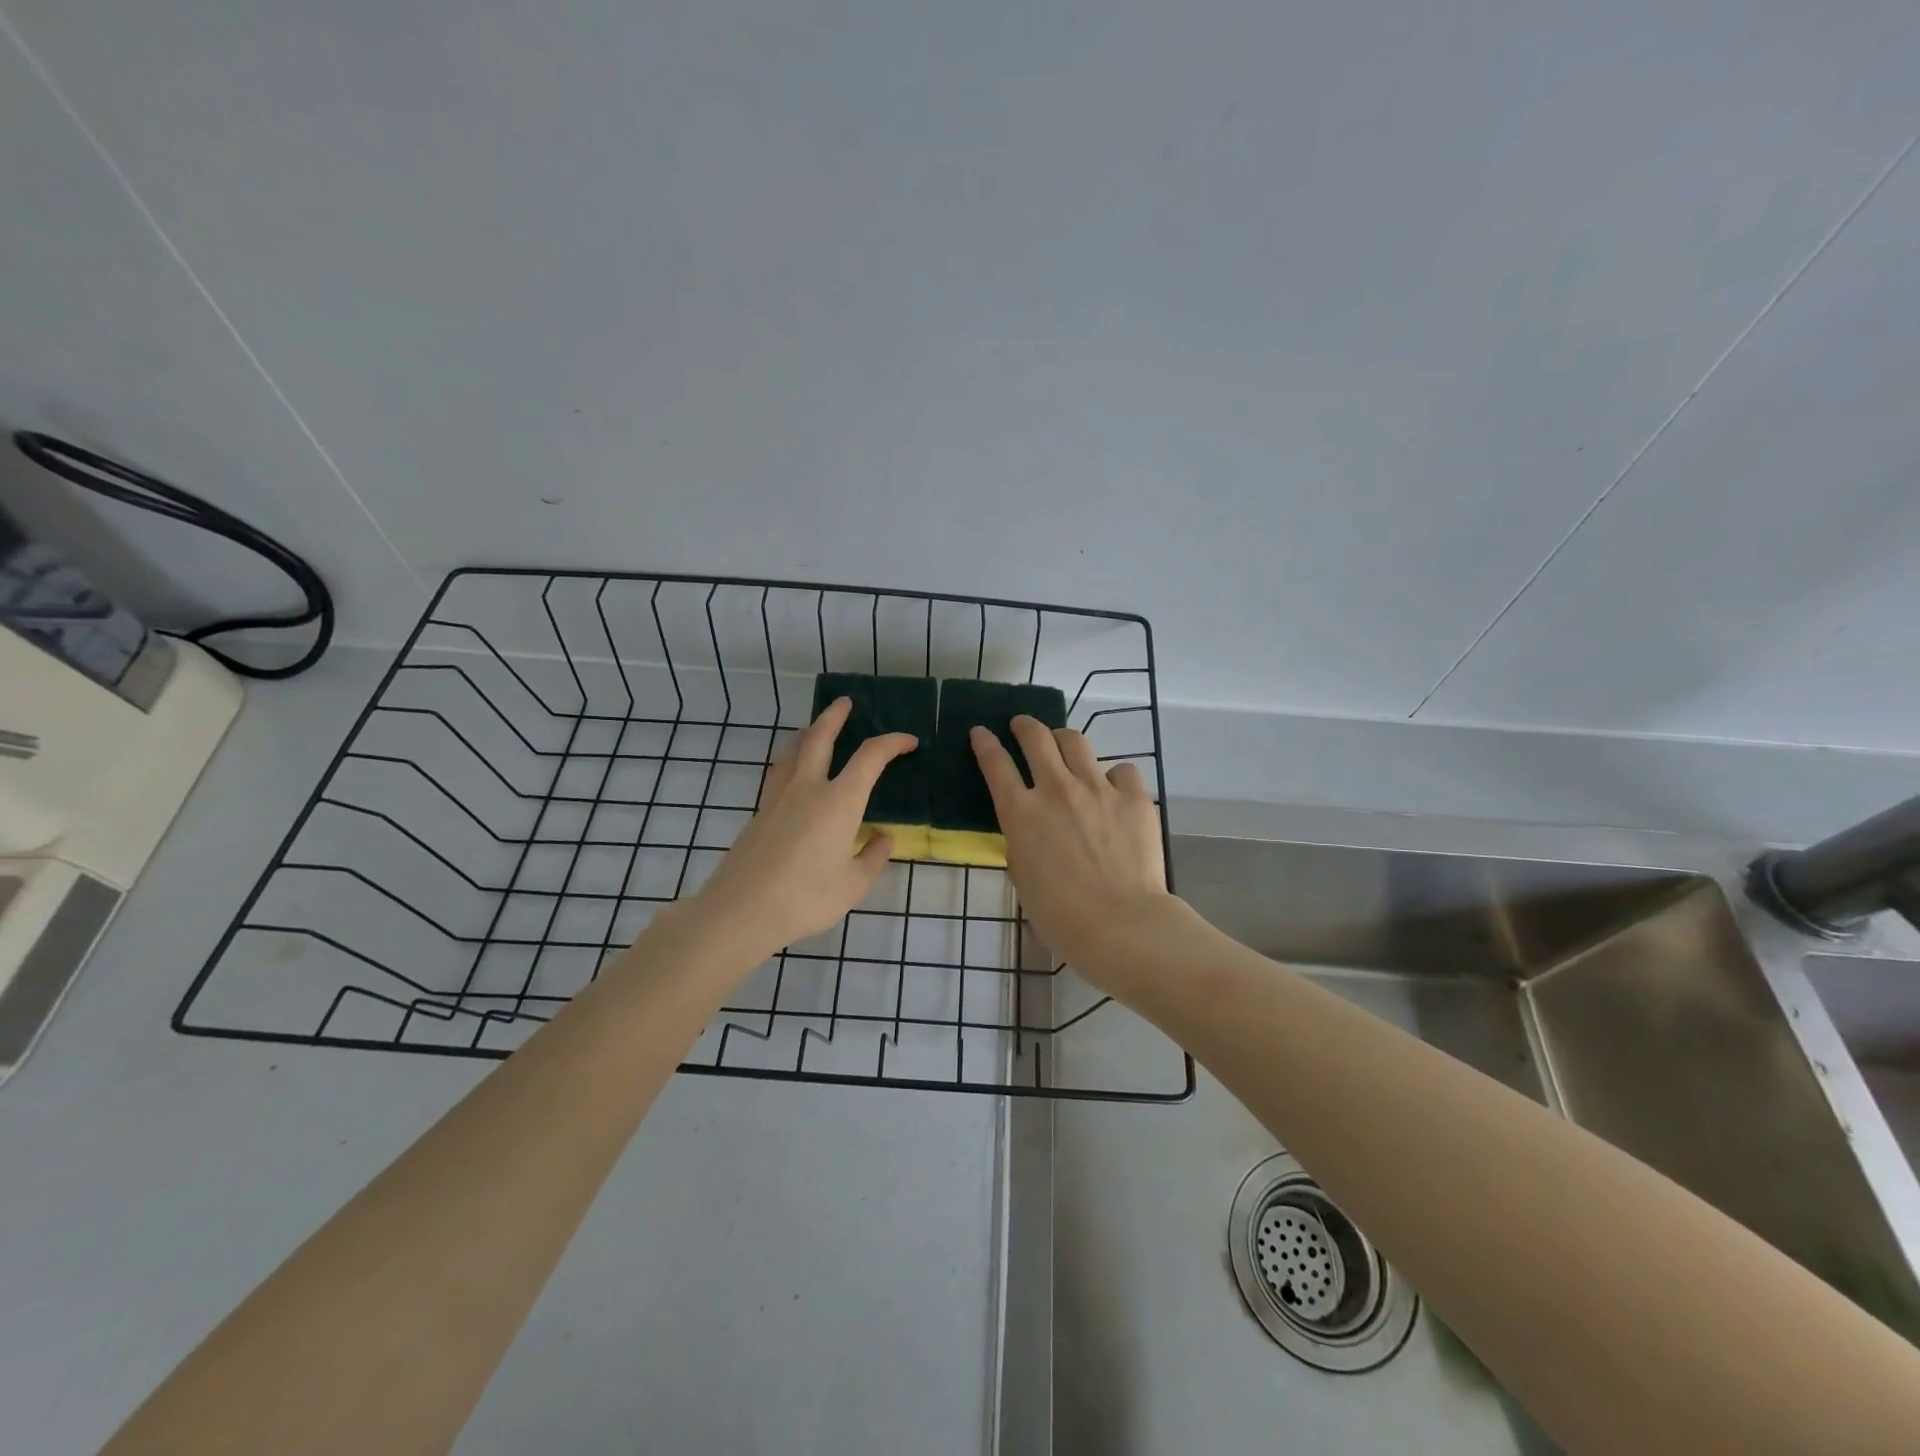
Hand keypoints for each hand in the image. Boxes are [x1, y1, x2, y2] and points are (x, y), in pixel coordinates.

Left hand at [687, 697, 914, 965]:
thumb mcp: (853, 885)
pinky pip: (778, 772)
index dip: (892, 743)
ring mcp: (778, 798)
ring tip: (814, 728)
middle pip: (820, 737)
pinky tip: (792, 771)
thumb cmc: (806, 898)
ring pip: (792, 750)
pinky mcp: (759, 813)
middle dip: (835, 716)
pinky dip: (790, 759)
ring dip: (807, 732)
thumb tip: (883, 839)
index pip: (870, 757)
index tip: (909, 741)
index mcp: (839, 801)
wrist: (741, 910)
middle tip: (845, 703)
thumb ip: (873, 858)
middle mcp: (808, 788)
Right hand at [970, 718, 1171, 974]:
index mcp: (1021, 813)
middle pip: (1035, 738)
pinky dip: (1113, 776)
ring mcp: (1097, 788)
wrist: (1120, 924)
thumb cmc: (1060, 916)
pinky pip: (1122, 770)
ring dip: (1063, 739)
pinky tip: (1114, 789)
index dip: (985, 743)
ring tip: (1064, 744)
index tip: (980, 732)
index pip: (995, 764)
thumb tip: (1031, 830)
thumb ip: (1022, 843)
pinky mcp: (1133, 797)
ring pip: (1076, 741)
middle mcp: (1056, 790)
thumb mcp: (1023, 877)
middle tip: (1021, 725)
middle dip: (1024, 725)